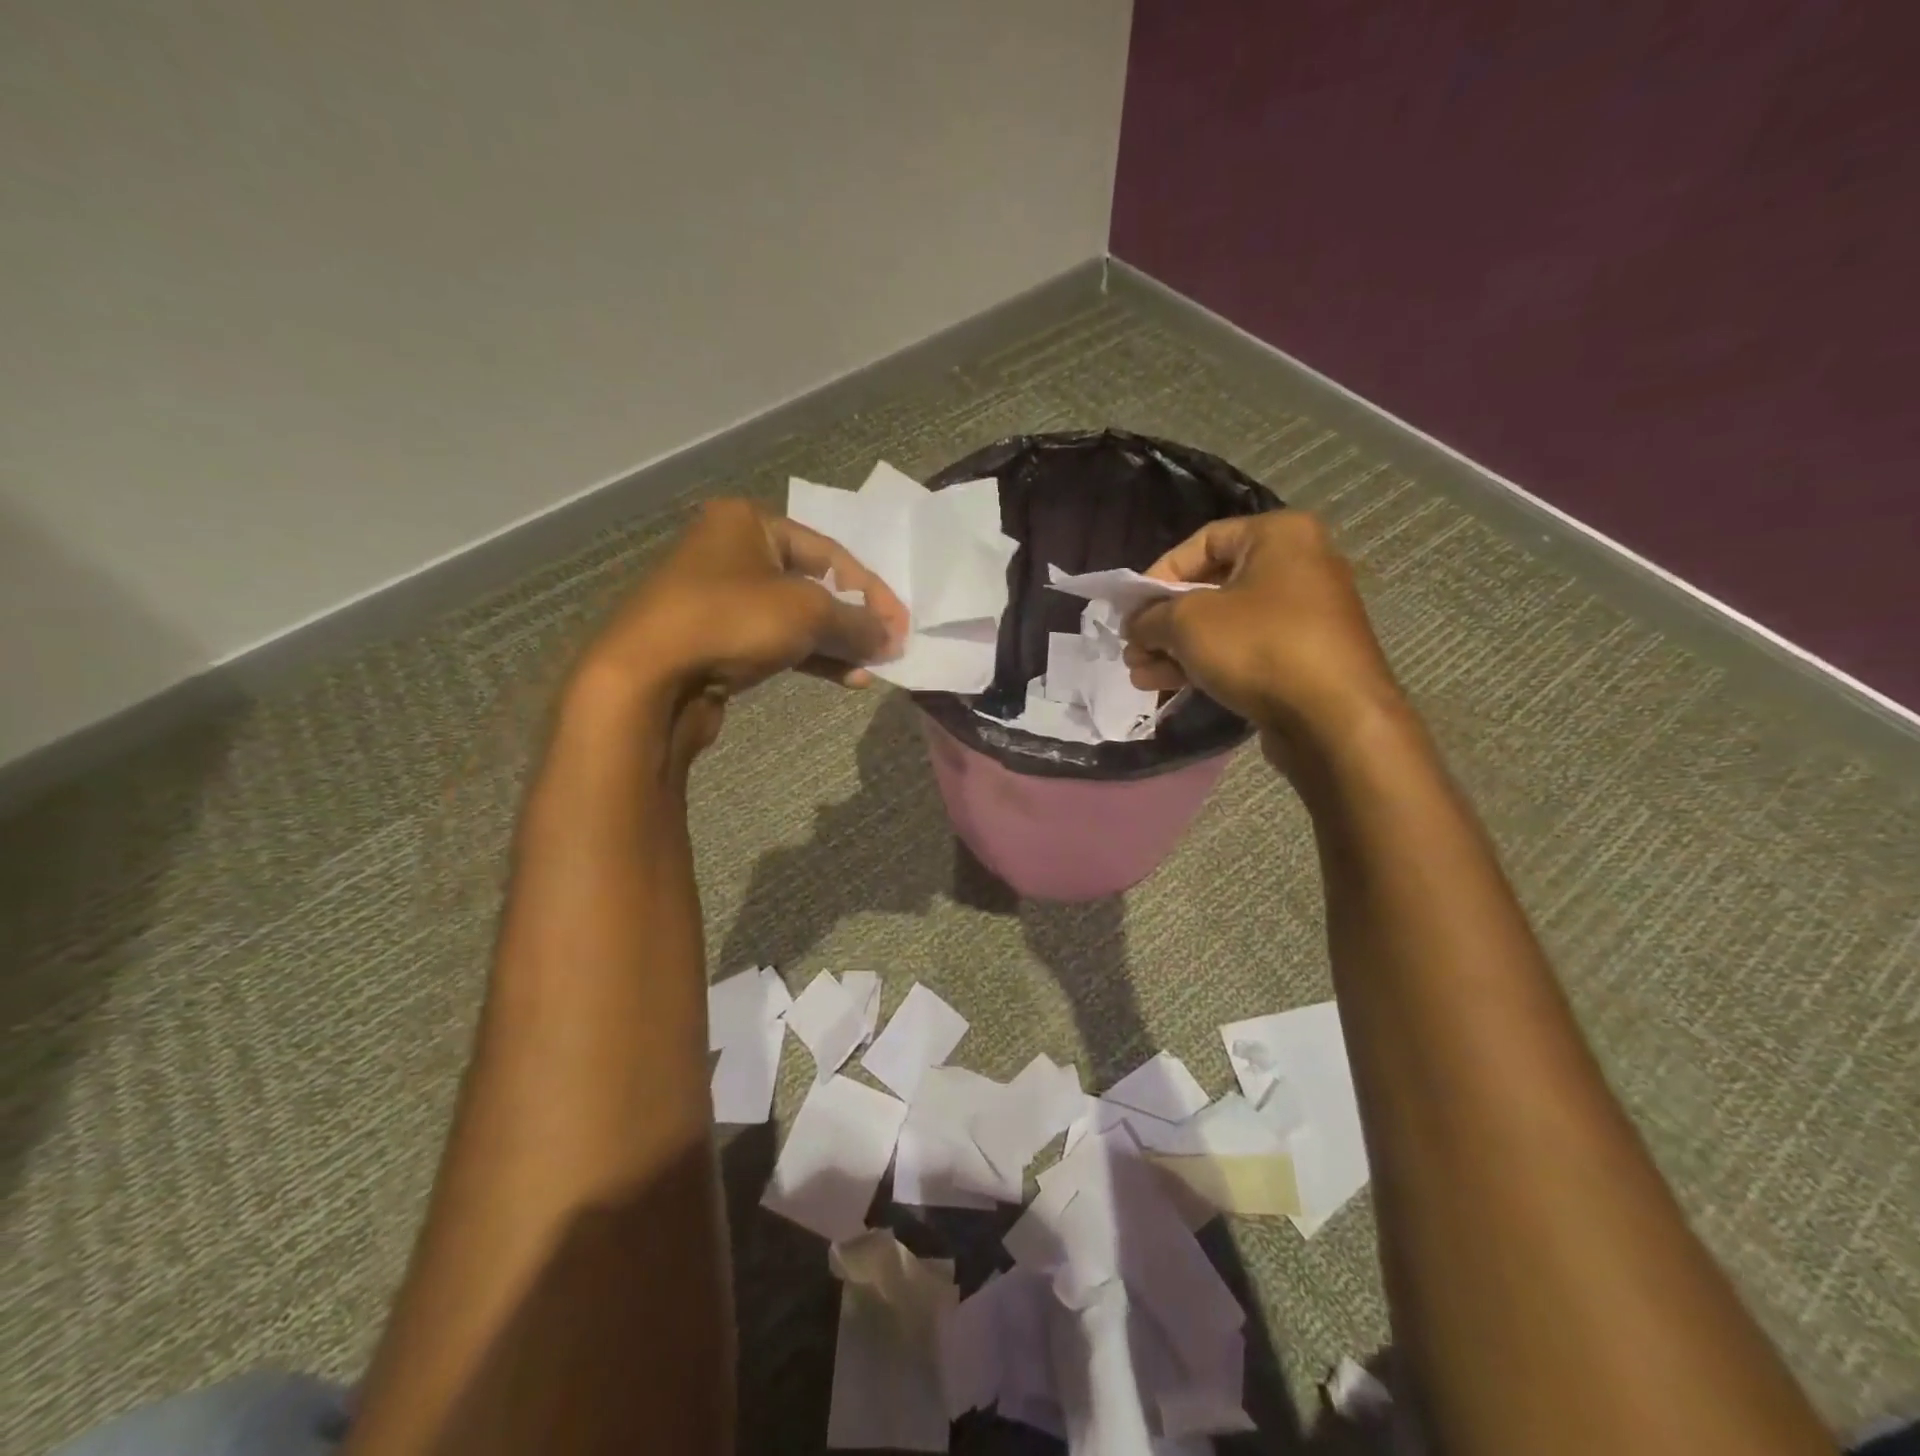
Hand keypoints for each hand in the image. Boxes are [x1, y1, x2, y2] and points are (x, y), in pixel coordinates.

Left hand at [569, 499, 907, 763]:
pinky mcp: (717, 640)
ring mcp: (721, 598)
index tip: (901, 625)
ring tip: (872, 668)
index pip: (830, 552)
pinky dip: (810, 657)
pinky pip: (776, 641)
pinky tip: (844, 678)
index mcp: (749, 522)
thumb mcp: (806, 612)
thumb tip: (892, 639)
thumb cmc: (730, 620)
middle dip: (855, 619)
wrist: (647, 678)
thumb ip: (857, 622)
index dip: (872, 590)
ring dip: (837, 643)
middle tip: (888, 647)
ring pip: (796, 617)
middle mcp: (733, 552)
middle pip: (814, 584)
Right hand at [1124, 511, 1403, 760]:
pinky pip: (1244, 650)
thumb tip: (1137, 625)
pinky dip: (1206, 663)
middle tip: (1133, 648)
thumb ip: (1152, 616)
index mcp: (1279, 536)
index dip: (1158, 574)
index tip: (1132, 609)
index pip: (1202, 541)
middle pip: (1211, 586)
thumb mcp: (1188, 622)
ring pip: (1224, 624)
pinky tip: (1167, 685)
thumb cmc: (1260, 647)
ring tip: (1140, 675)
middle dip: (1164, 621)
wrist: (1334, 719)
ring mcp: (1304, 615)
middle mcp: (1298, 566)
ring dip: (1176, 648)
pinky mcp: (1303, 657)